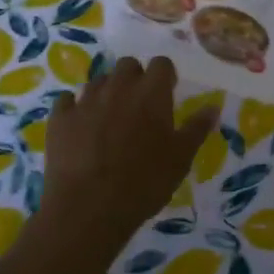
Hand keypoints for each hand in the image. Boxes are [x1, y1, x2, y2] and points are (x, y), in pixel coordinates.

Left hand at [40, 57, 218, 252]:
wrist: (89, 209)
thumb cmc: (144, 183)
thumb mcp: (181, 159)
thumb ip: (197, 129)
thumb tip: (213, 107)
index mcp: (151, 92)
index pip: (161, 63)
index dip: (164, 76)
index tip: (166, 93)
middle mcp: (118, 87)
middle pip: (128, 65)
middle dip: (135, 79)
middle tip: (138, 106)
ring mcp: (86, 100)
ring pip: (99, 81)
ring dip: (107, 92)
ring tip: (109, 119)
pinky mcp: (60, 118)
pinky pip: (67, 100)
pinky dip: (75, 108)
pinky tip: (79, 126)